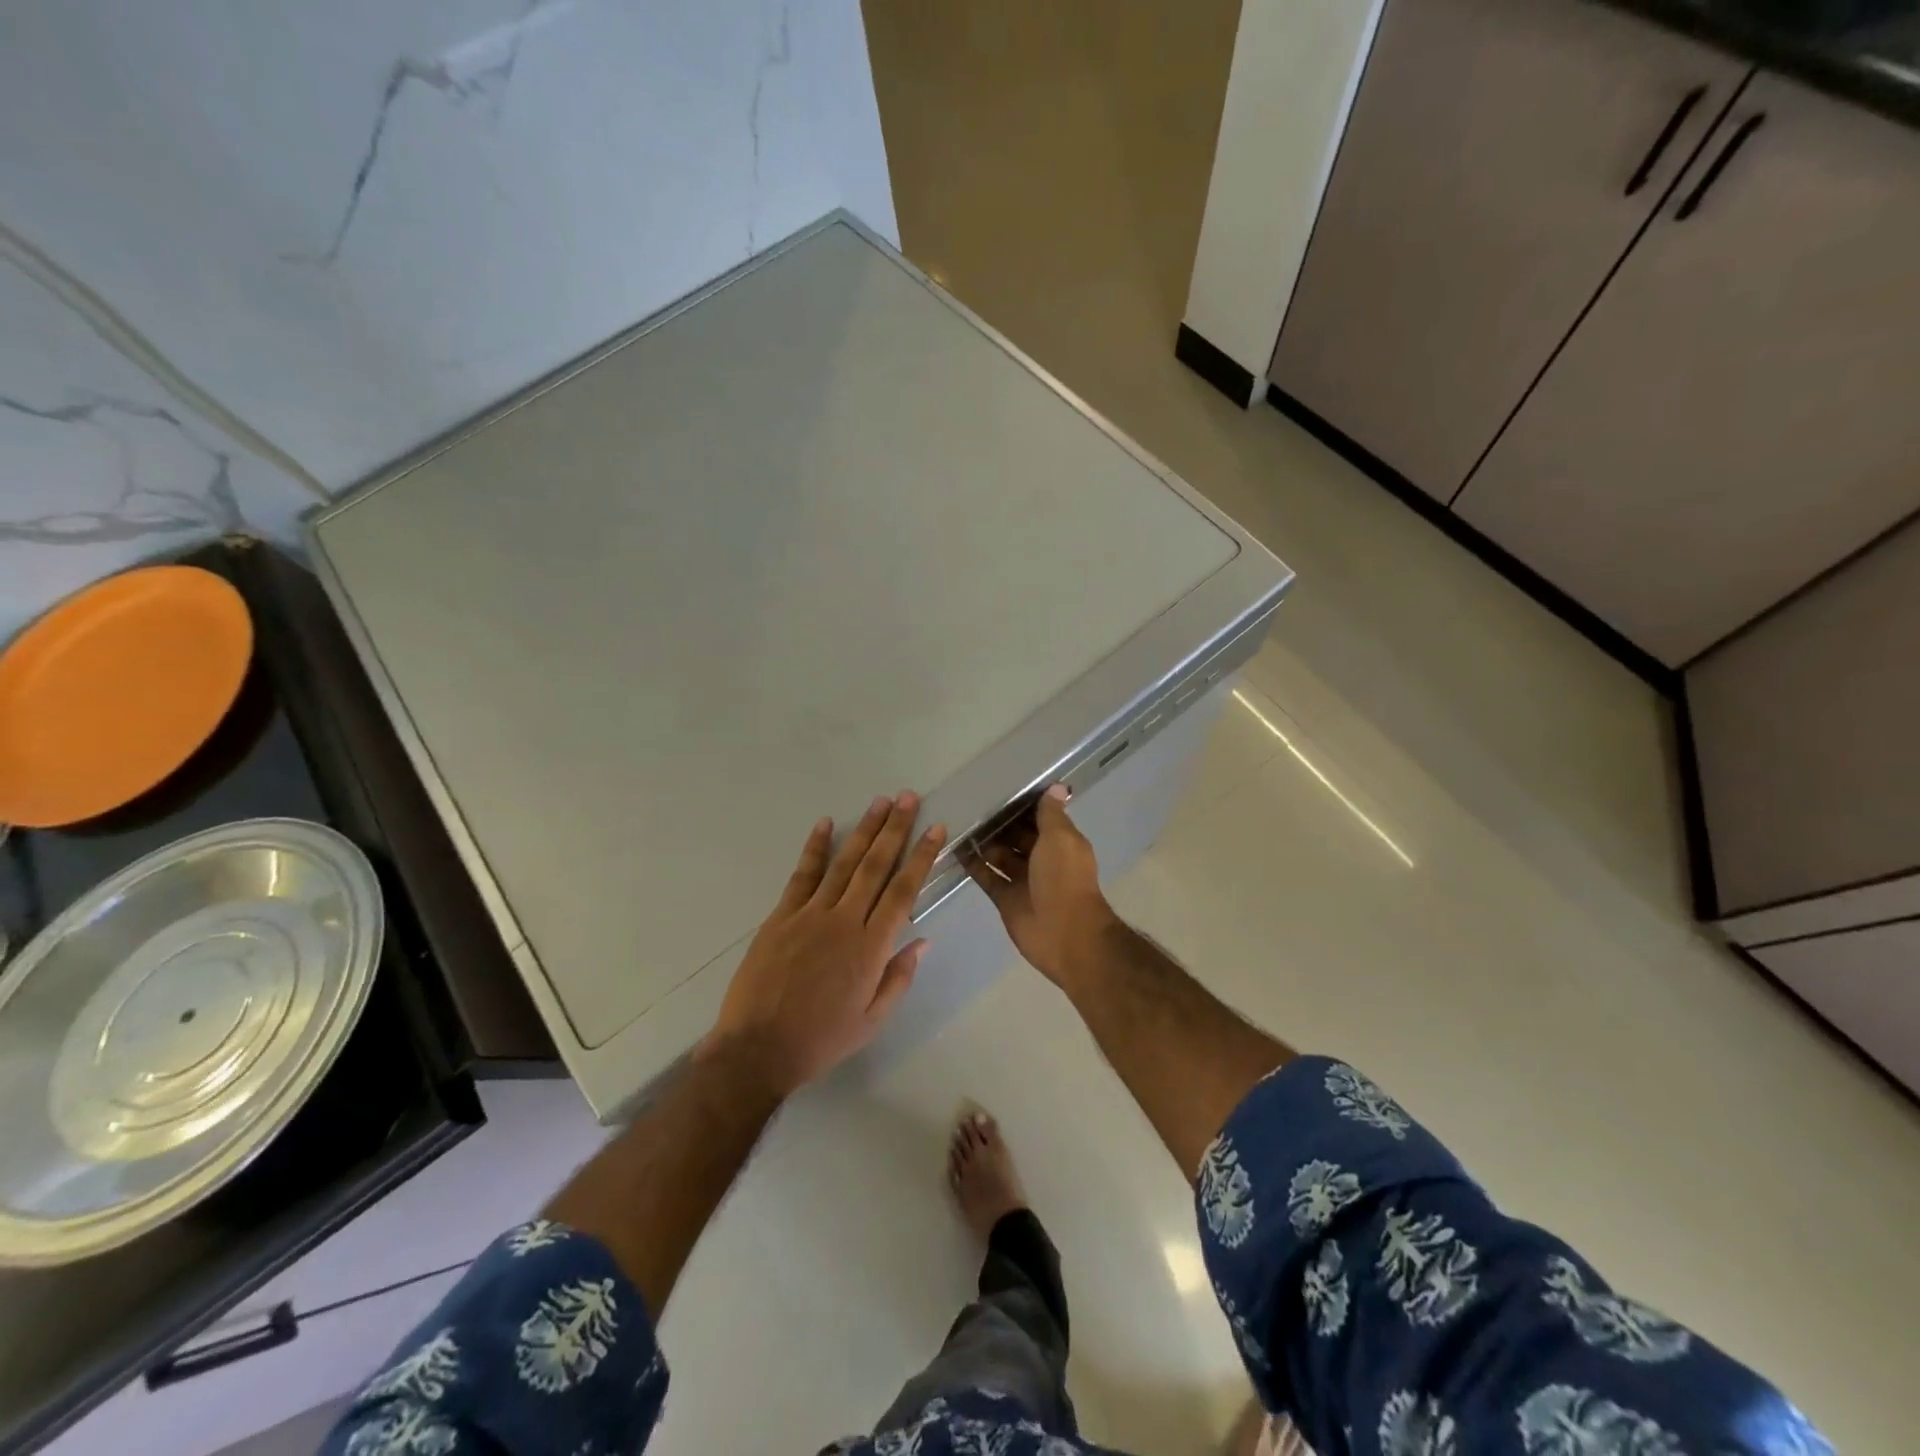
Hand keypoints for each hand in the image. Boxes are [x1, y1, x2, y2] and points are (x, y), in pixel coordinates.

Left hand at [707, 793, 945, 1096]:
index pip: (904, 891)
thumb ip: (898, 977)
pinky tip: (825, 823)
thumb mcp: (872, 1020)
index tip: (935, 829)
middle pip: (876, 866)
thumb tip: (921, 940)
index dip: (921, 857)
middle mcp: (845, 920)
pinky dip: (814, 848)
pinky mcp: (781, 916)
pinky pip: (802, 875)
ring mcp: (810, 914)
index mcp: (872, 946)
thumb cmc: (821, 1039)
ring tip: (880, 802)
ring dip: (864, 830)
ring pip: (843, 863)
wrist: (758, 1049)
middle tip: (908, 797)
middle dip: (895, 829)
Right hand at [963, 785, 1116, 989]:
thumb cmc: (1064, 879)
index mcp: (1060, 843)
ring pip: (1000, 856)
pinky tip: (955, 848)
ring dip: (984, 842)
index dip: (1022, 805)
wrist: (1064, 934)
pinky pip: (987, 877)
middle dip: (999, 823)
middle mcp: (1042, 859)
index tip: (999, 787)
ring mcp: (1023, 880)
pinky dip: (974, 865)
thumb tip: (1055, 787)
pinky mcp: (1006, 899)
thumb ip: (1051, 814)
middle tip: (970, 804)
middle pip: (1017, 836)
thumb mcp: (1060, 839)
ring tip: (958, 822)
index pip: (1040, 818)